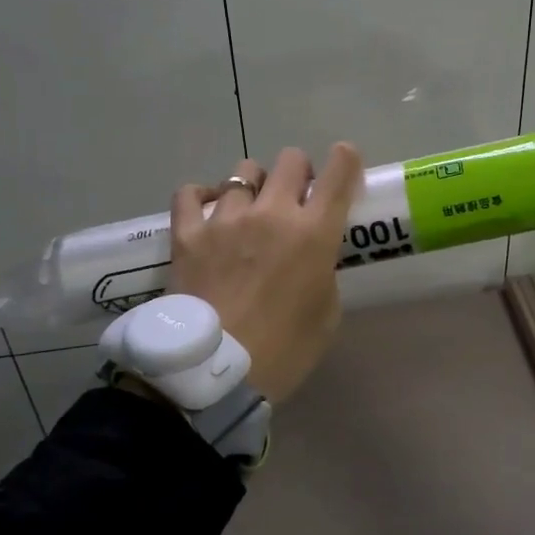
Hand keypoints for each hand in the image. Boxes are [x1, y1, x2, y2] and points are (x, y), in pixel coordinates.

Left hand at [169, 144, 362, 403]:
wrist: (215, 375)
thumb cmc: (284, 351)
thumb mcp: (326, 313)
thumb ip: (323, 271)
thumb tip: (312, 257)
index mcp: (314, 233)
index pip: (339, 174)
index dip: (346, 159)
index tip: (344, 161)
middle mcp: (273, 213)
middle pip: (291, 159)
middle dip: (299, 172)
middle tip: (295, 197)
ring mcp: (226, 219)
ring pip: (244, 171)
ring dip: (254, 185)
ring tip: (248, 208)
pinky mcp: (188, 233)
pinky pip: (190, 193)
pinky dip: (202, 196)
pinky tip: (206, 209)